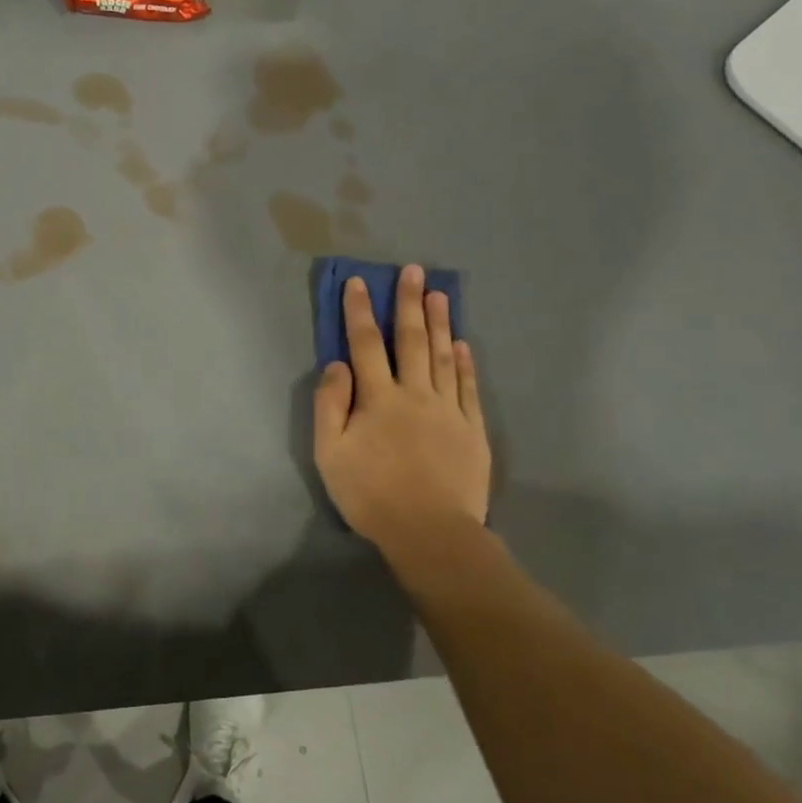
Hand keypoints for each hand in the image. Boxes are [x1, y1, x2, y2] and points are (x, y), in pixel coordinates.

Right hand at [313, 266, 491, 581]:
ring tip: (438, 293)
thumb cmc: (371, 494)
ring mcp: (448, 410)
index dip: (359, 311)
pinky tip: (463, 345)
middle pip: (411, 340)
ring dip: (440, 323)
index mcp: (378, 399)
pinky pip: (468, 388)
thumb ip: (329, 406)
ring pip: (443, 357)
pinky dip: (465, 363)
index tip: (358, 282)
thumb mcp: (329, 454)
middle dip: (408, 303)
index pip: (365, 345)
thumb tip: (336, 365)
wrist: (430, 532)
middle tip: (412, 270)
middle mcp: (415, 394)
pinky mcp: (472, 429)